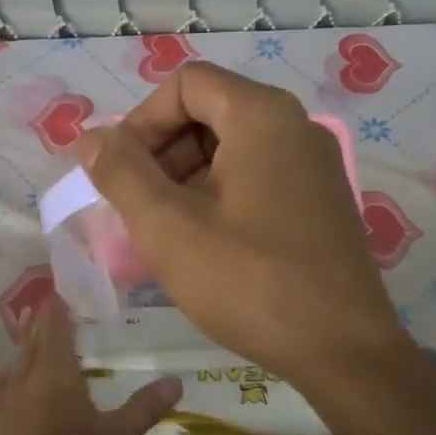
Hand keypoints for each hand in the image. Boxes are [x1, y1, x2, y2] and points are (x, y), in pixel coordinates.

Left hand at [0, 294, 179, 434]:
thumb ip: (146, 407)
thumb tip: (177, 381)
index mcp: (55, 370)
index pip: (55, 321)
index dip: (60, 299)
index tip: (70, 282)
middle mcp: (27, 374)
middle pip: (34, 333)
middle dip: (46, 313)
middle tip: (63, 299)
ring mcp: (9, 395)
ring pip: (19, 353)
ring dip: (30, 335)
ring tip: (39, 325)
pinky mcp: (1, 416)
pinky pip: (9, 375)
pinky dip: (18, 361)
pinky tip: (19, 371)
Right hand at [74, 61, 415, 401]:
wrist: (344, 351)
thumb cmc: (249, 281)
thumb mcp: (168, 227)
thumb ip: (121, 174)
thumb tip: (90, 139)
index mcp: (262, 115)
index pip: (187, 83)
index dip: (143, 120)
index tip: (122, 171)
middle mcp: (296, 126)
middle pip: (211, 110)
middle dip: (163, 151)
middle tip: (137, 205)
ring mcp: (315, 164)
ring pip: (233, 146)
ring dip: (187, 176)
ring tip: (164, 229)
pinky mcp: (322, 200)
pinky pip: (258, 175)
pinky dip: (220, 194)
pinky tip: (204, 242)